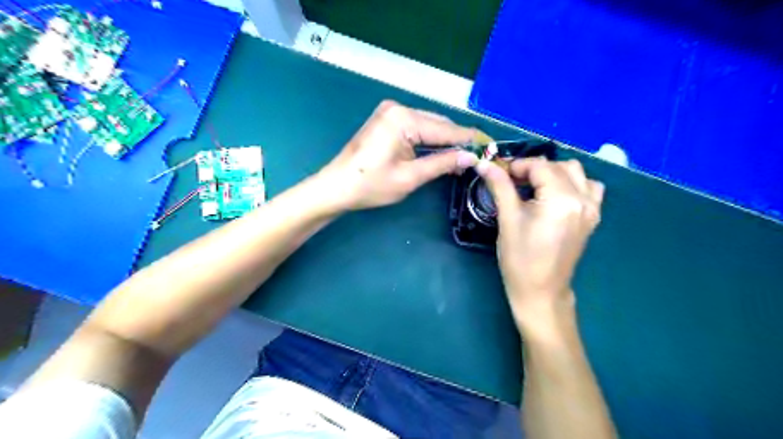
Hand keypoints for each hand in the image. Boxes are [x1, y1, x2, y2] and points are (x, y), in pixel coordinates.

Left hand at [319, 99, 480, 209]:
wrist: (336, 187)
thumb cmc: (370, 185)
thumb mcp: (410, 177)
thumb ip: (442, 163)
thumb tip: (471, 157)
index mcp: (403, 119)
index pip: (446, 129)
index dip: (470, 139)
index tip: (492, 147)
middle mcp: (398, 107)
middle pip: (438, 123)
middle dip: (458, 140)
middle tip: (478, 157)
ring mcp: (391, 111)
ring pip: (429, 124)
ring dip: (445, 140)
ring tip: (463, 157)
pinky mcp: (387, 119)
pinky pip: (417, 127)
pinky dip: (430, 139)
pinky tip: (442, 151)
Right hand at [471, 158, 603, 332]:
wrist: (541, 291)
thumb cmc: (520, 258)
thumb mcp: (508, 220)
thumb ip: (500, 186)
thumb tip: (483, 164)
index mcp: (561, 200)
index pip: (540, 166)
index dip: (517, 165)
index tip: (499, 173)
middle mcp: (583, 199)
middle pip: (559, 166)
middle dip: (533, 169)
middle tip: (512, 181)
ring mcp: (592, 208)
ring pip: (576, 173)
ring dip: (554, 173)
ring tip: (534, 187)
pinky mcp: (592, 217)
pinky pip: (588, 187)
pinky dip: (572, 184)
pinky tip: (555, 196)